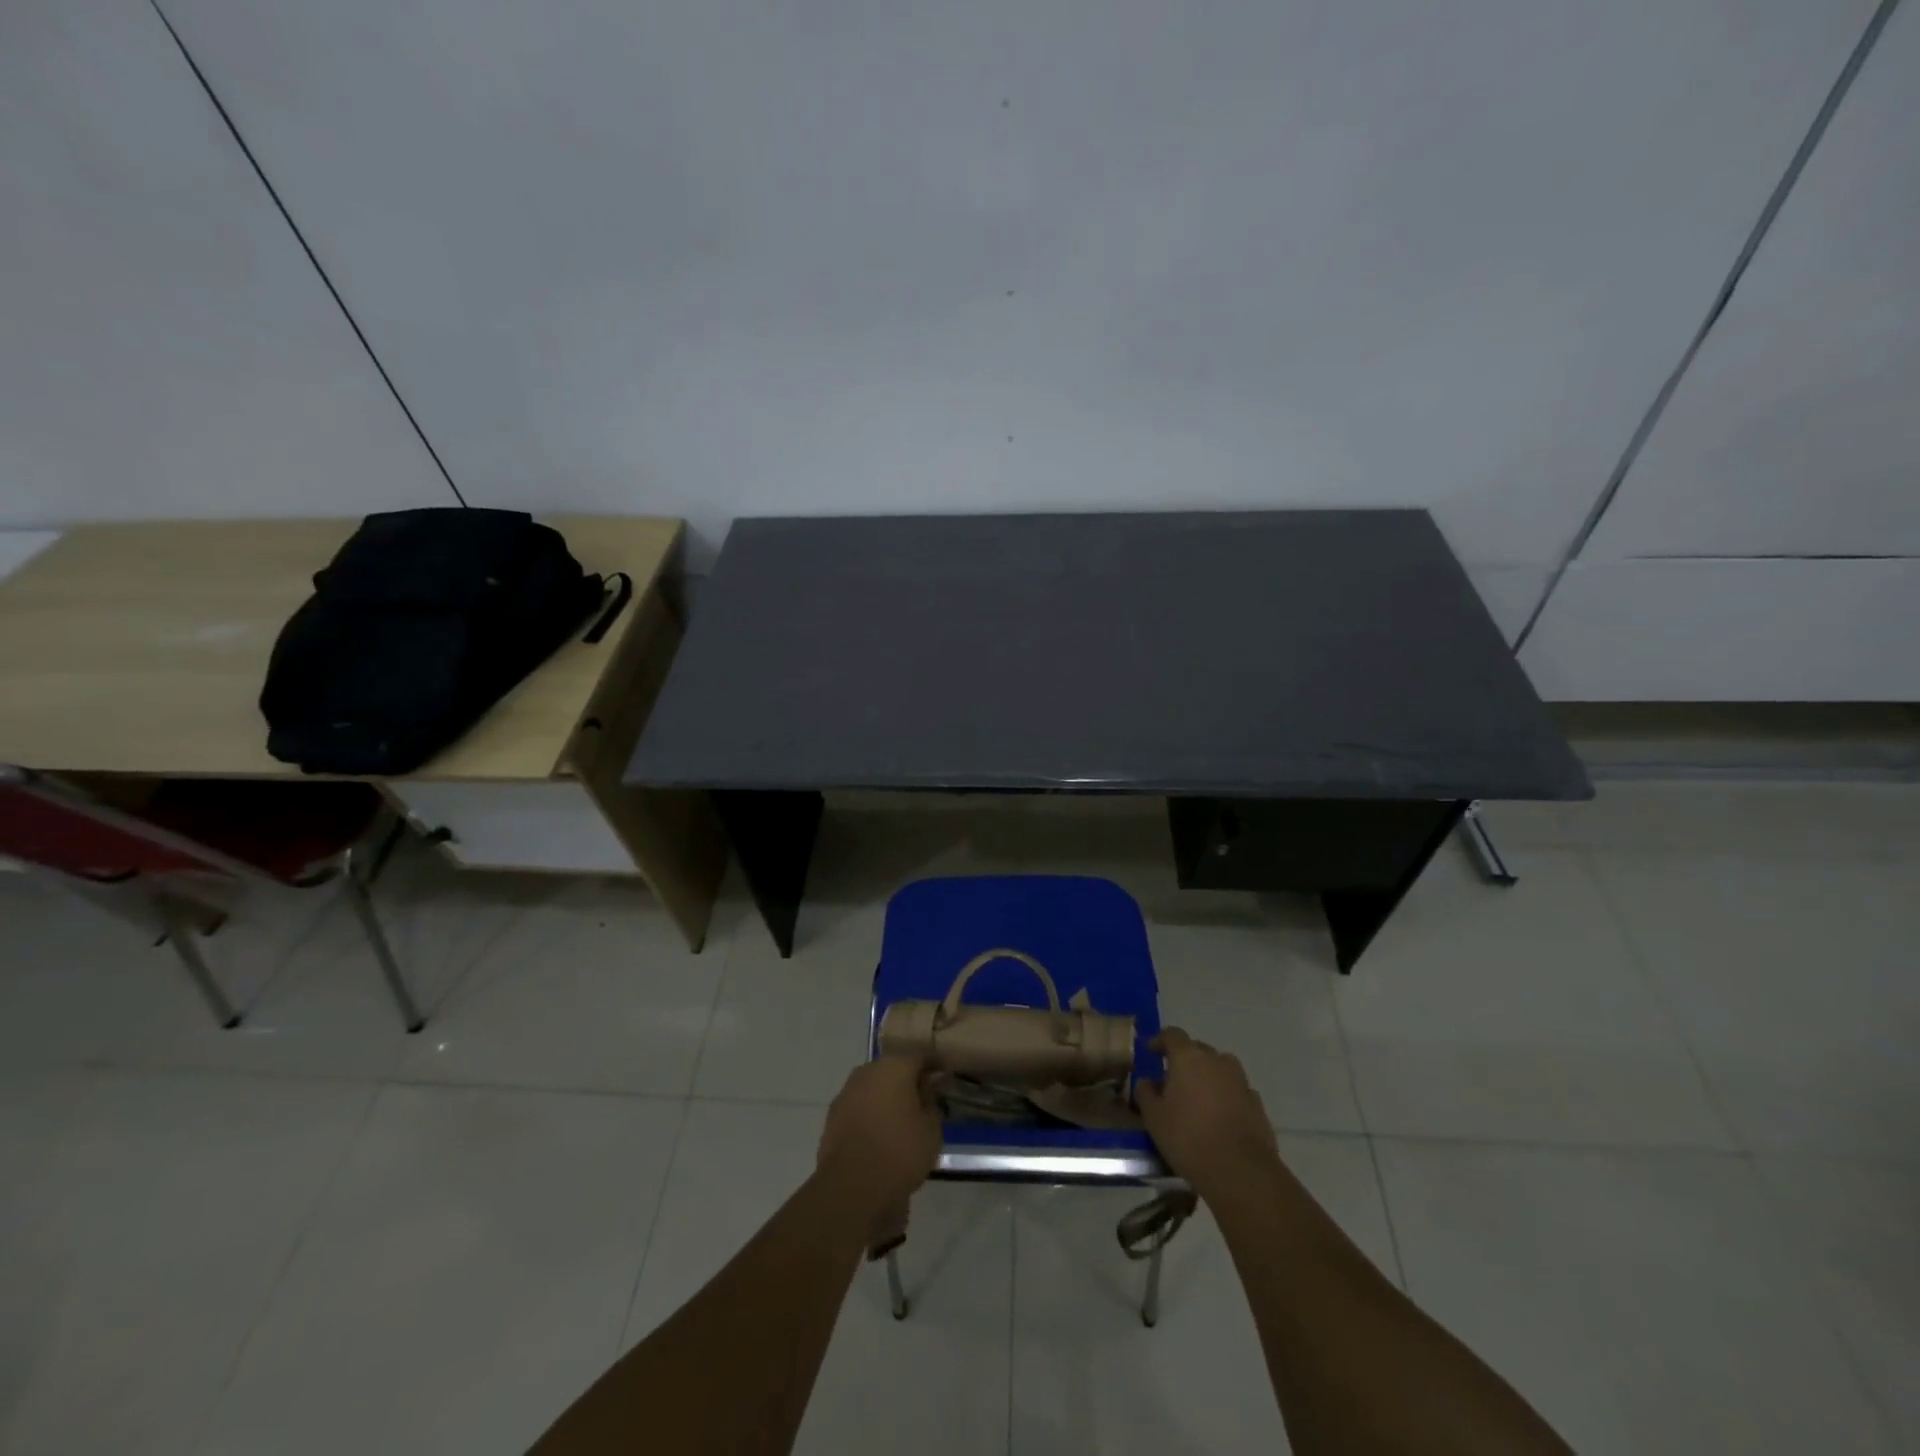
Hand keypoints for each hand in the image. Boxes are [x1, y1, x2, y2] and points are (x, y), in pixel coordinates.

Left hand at [816, 1054, 941, 1216]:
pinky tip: (880, 1133)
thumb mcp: (931, 1130)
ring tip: (902, 1120)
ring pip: (874, 1086)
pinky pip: (860, 1105)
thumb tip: (928, 1087)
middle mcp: (868, 1071)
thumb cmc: (899, 1153)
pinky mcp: (833, 1115)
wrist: (850, 1188)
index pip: (920, 1055)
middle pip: (894, 1068)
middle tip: (924, 1100)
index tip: (944, 1078)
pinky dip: (871, 1113)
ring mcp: (847, 1092)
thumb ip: (931, 1102)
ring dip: (887, 1096)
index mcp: (894, 1067)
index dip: (934, 1066)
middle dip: (908, 1080)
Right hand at [1137, 1027, 1282, 1195]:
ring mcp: (1240, 1081)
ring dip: (1208, 1076)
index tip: (1151, 1052)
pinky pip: (1235, 1090)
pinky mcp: (1257, 1104)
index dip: (1160, 1041)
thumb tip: (1147, 1082)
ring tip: (1198, 1098)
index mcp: (1188, 1058)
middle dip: (1185, 1060)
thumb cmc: (1189, 1139)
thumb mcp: (1154, 1118)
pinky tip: (1219, 1117)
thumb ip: (1146, 1093)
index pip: (1172, 1035)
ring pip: (1220, 1068)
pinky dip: (1226, 1096)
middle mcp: (1217, 1061)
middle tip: (1173, 1080)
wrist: (1241, 1172)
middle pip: (1198, 1050)